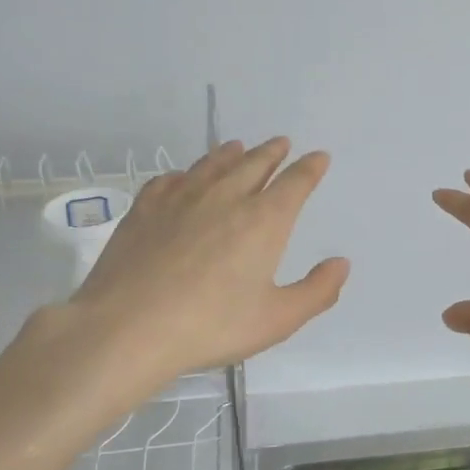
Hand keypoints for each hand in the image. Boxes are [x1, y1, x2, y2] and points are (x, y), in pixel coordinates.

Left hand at [41, 137, 348, 383]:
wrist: (128, 327)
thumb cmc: (211, 325)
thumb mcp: (277, 319)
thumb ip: (316, 291)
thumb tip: (341, 264)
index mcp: (264, 220)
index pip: (295, 183)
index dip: (310, 168)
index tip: (318, 157)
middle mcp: (225, 197)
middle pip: (254, 163)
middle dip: (272, 152)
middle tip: (281, 143)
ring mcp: (181, 198)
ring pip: (212, 164)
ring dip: (231, 153)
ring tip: (238, 147)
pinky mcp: (145, 208)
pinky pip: (172, 179)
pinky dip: (187, 173)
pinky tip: (184, 178)